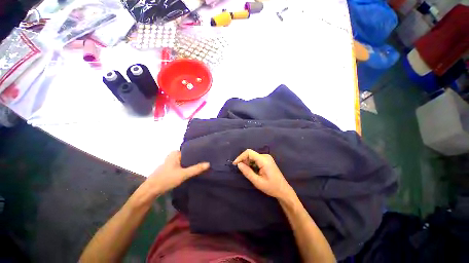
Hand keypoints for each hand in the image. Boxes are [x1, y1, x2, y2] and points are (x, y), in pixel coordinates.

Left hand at [145, 151, 209, 195]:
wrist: (151, 190)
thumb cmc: (166, 179)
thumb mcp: (183, 174)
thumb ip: (196, 169)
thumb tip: (209, 164)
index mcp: (175, 153)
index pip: (190, 150)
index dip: (198, 154)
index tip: (207, 156)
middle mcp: (174, 155)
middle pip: (188, 156)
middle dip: (196, 159)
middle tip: (207, 161)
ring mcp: (172, 162)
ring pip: (186, 162)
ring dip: (192, 164)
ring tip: (203, 165)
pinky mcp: (172, 168)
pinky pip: (183, 166)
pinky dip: (188, 168)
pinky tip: (194, 170)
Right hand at [233, 149, 293, 198]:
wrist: (283, 190)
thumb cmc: (271, 187)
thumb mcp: (257, 182)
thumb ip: (247, 172)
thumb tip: (238, 164)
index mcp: (264, 160)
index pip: (249, 152)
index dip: (241, 157)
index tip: (235, 164)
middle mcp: (265, 156)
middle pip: (250, 154)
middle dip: (244, 160)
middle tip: (241, 170)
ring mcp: (267, 157)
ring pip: (253, 156)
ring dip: (247, 162)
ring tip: (247, 172)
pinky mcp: (267, 160)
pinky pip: (256, 159)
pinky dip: (252, 163)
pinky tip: (252, 170)